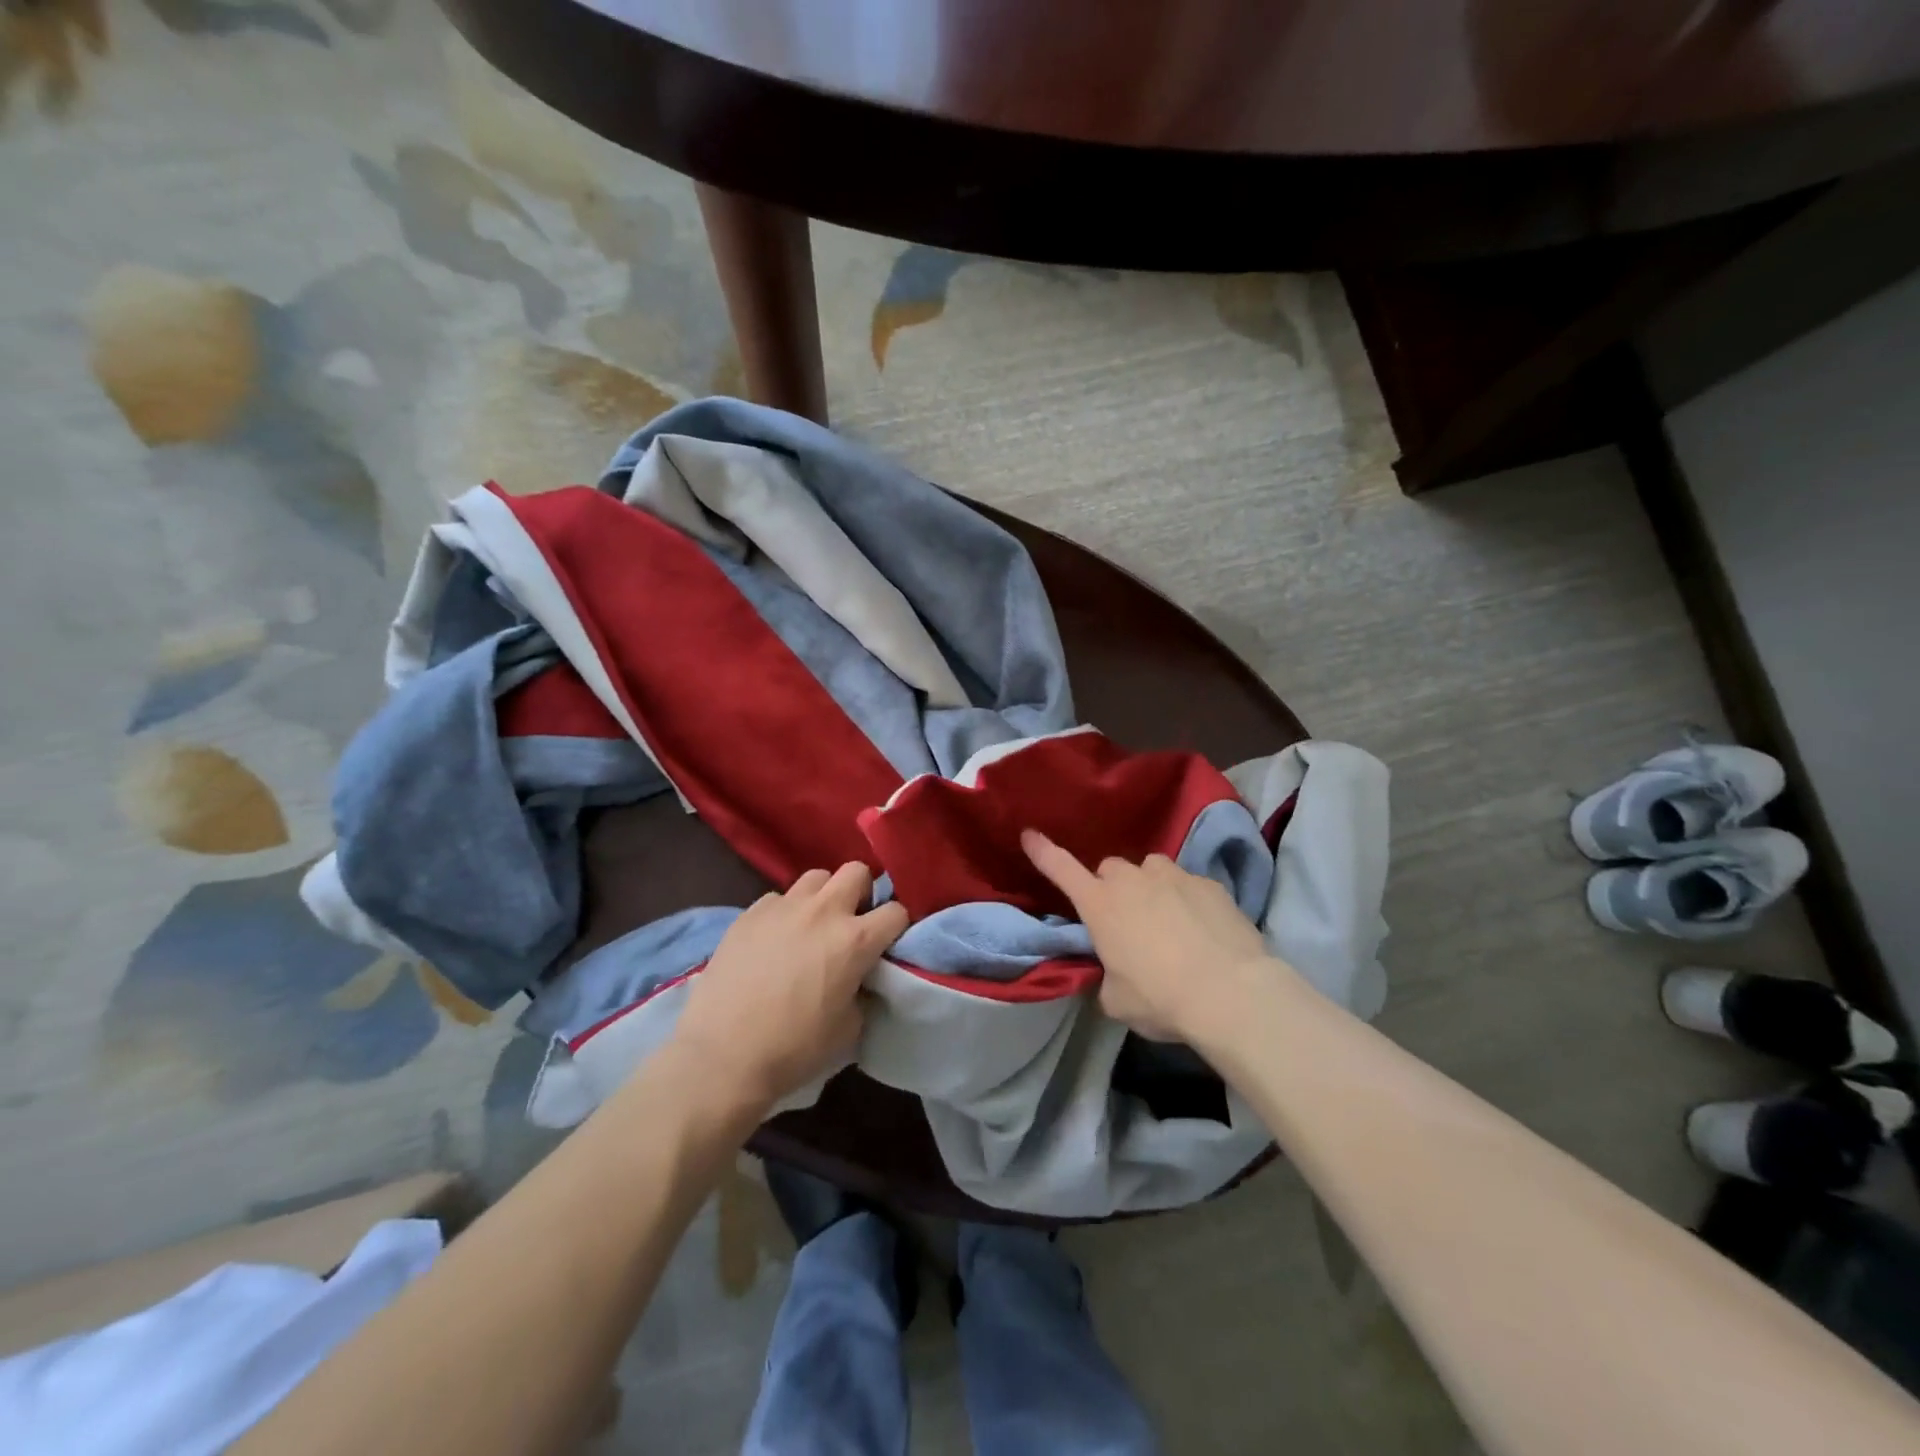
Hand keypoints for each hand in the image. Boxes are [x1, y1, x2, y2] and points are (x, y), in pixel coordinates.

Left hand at [672, 863, 907, 1114]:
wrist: (722, 1056)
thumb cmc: (794, 1049)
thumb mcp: (849, 1029)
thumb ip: (862, 990)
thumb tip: (858, 978)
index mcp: (855, 940)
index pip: (897, 911)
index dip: (896, 927)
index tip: (886, 943)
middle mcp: (823, 911)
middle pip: (857, 871)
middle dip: (862, 892)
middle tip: (851, 923)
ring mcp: (783, 907)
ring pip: (816, 876)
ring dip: (823, 896)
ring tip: (813, 925)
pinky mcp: (749, 913)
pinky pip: (779, 898)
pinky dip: (785, 912)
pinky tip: (774, 940)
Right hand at [1022, 829, 1287, 1045]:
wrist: (1231, 992)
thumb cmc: (1161, 998)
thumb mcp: (1117, 1000)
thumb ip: (1107, 977)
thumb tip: (1115, 972)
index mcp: (1100, 905)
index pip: (1061, 869)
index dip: (1043, 852)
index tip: (1029, 834)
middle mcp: (1133, 880)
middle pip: (1111, 868)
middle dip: (1112, 887)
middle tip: (1124, 918)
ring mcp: (1173, 876)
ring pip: (1151, 869)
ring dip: (1150, 887)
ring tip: (1166, 919)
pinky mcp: (1209, 883)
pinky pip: (1187, 883)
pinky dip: (1186, 899)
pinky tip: (1201, 928)